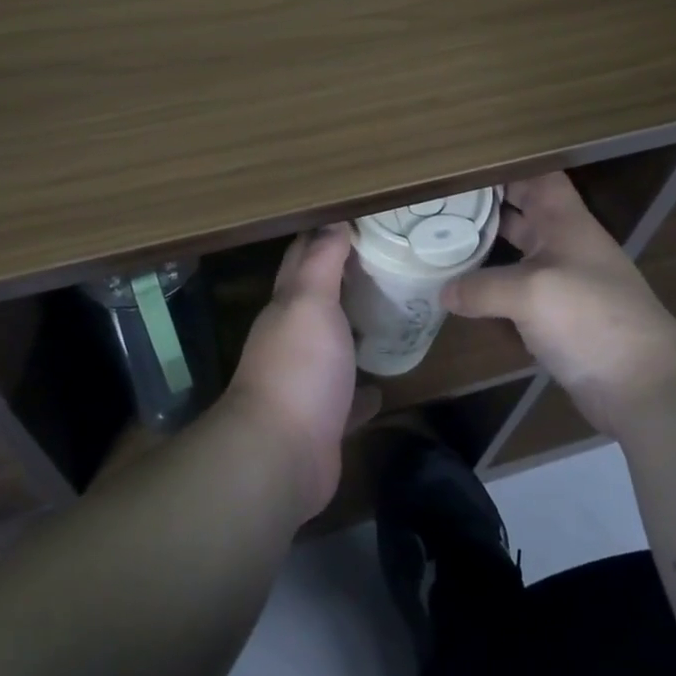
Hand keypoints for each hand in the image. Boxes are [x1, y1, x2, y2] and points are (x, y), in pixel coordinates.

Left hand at [225, 225, 366, 517]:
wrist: (281, 455)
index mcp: (287, 306)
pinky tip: (385, 382)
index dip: (325, 236)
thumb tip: (333, 221)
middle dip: (345, 279)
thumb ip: (321, 262)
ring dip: (354, 331)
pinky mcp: (324, 419)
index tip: (361, 221)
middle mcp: (292, 338)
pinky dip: (364, 388)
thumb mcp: (310, 302)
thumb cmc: (299, 367)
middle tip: (389, 262)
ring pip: (333, 346)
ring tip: (394, 314)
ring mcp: (306, 381)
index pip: (302, 257)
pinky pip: (348, 397)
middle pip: (318, 300)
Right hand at [443, 174, 675, 431]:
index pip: (537, 177)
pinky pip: (517, 294)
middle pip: (522, 213)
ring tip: (440, 242)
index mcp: (565, 223)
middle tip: (438, 203)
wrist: (645, 386)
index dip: (505, 167)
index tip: (462, 168)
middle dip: (485, 206)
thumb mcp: (529, 293)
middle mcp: (564, 246)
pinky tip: (460, 294)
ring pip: (517, 254)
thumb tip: (445, 292)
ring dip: (485, 249)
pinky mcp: (557, 319)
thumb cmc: (590, 318)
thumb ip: (481, 288)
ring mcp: (562, 284)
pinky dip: (491, 291)